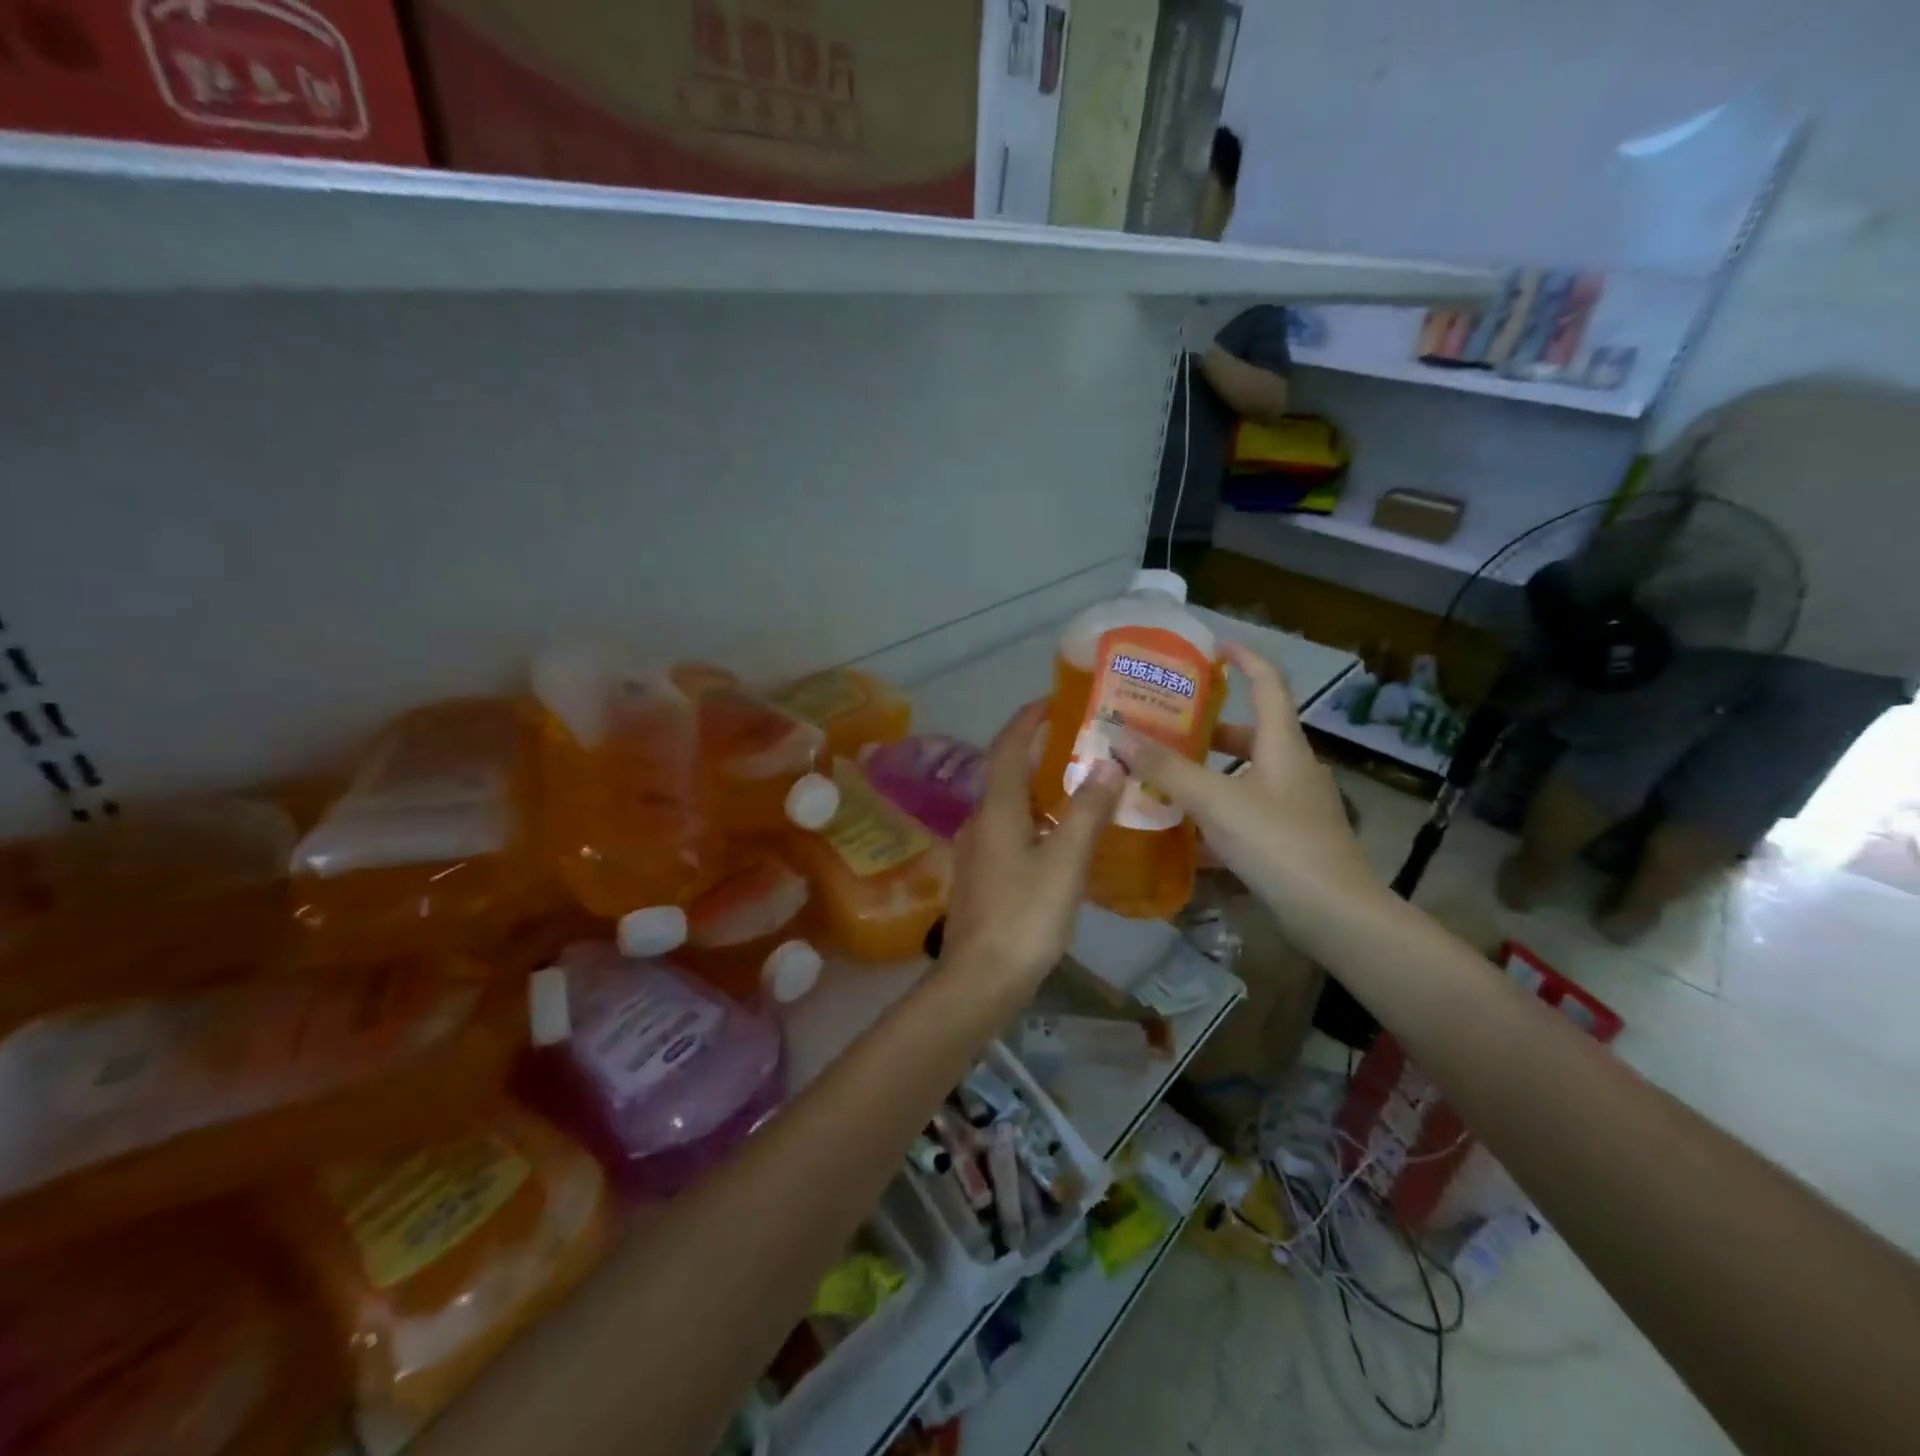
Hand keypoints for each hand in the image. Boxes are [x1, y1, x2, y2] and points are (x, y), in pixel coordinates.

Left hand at [941, 701, 1123, 994]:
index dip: (1028, 721)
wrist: (980, 979)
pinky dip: (1037, 821)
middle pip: (1007, 774)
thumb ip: (1086, 812)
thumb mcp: (1064, 862)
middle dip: (1040, 753)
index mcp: (996, 810)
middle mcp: (980, 822)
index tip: (1053, 701)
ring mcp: (978, 852)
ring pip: (1010, 806)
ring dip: (1040, 789)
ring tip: (1081, 786)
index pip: (1007, 748)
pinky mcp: (983, 877)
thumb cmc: (1024, 916)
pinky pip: (1011, 832)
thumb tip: (1107, 763)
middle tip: (1082, 744)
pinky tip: (1063, 838)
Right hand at [1109, 641, 1384, 936]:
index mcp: (1282, 744)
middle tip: (1164, 727)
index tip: (1214, 647)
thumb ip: (1166, 768)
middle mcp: (1292, 766)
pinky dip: (1218, 809)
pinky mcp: (1291, 836)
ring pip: (1245, 774)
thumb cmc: (1277, 842)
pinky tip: (1187, 830)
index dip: (1245, 659)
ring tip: (1164, 776)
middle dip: (1207, 727)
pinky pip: (1247, 808)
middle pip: (1250, 733)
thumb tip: (1118, 734)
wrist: (1334, 913)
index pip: (1268, 683)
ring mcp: (1295, 804)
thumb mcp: (1215, 801)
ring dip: (1208, 771)